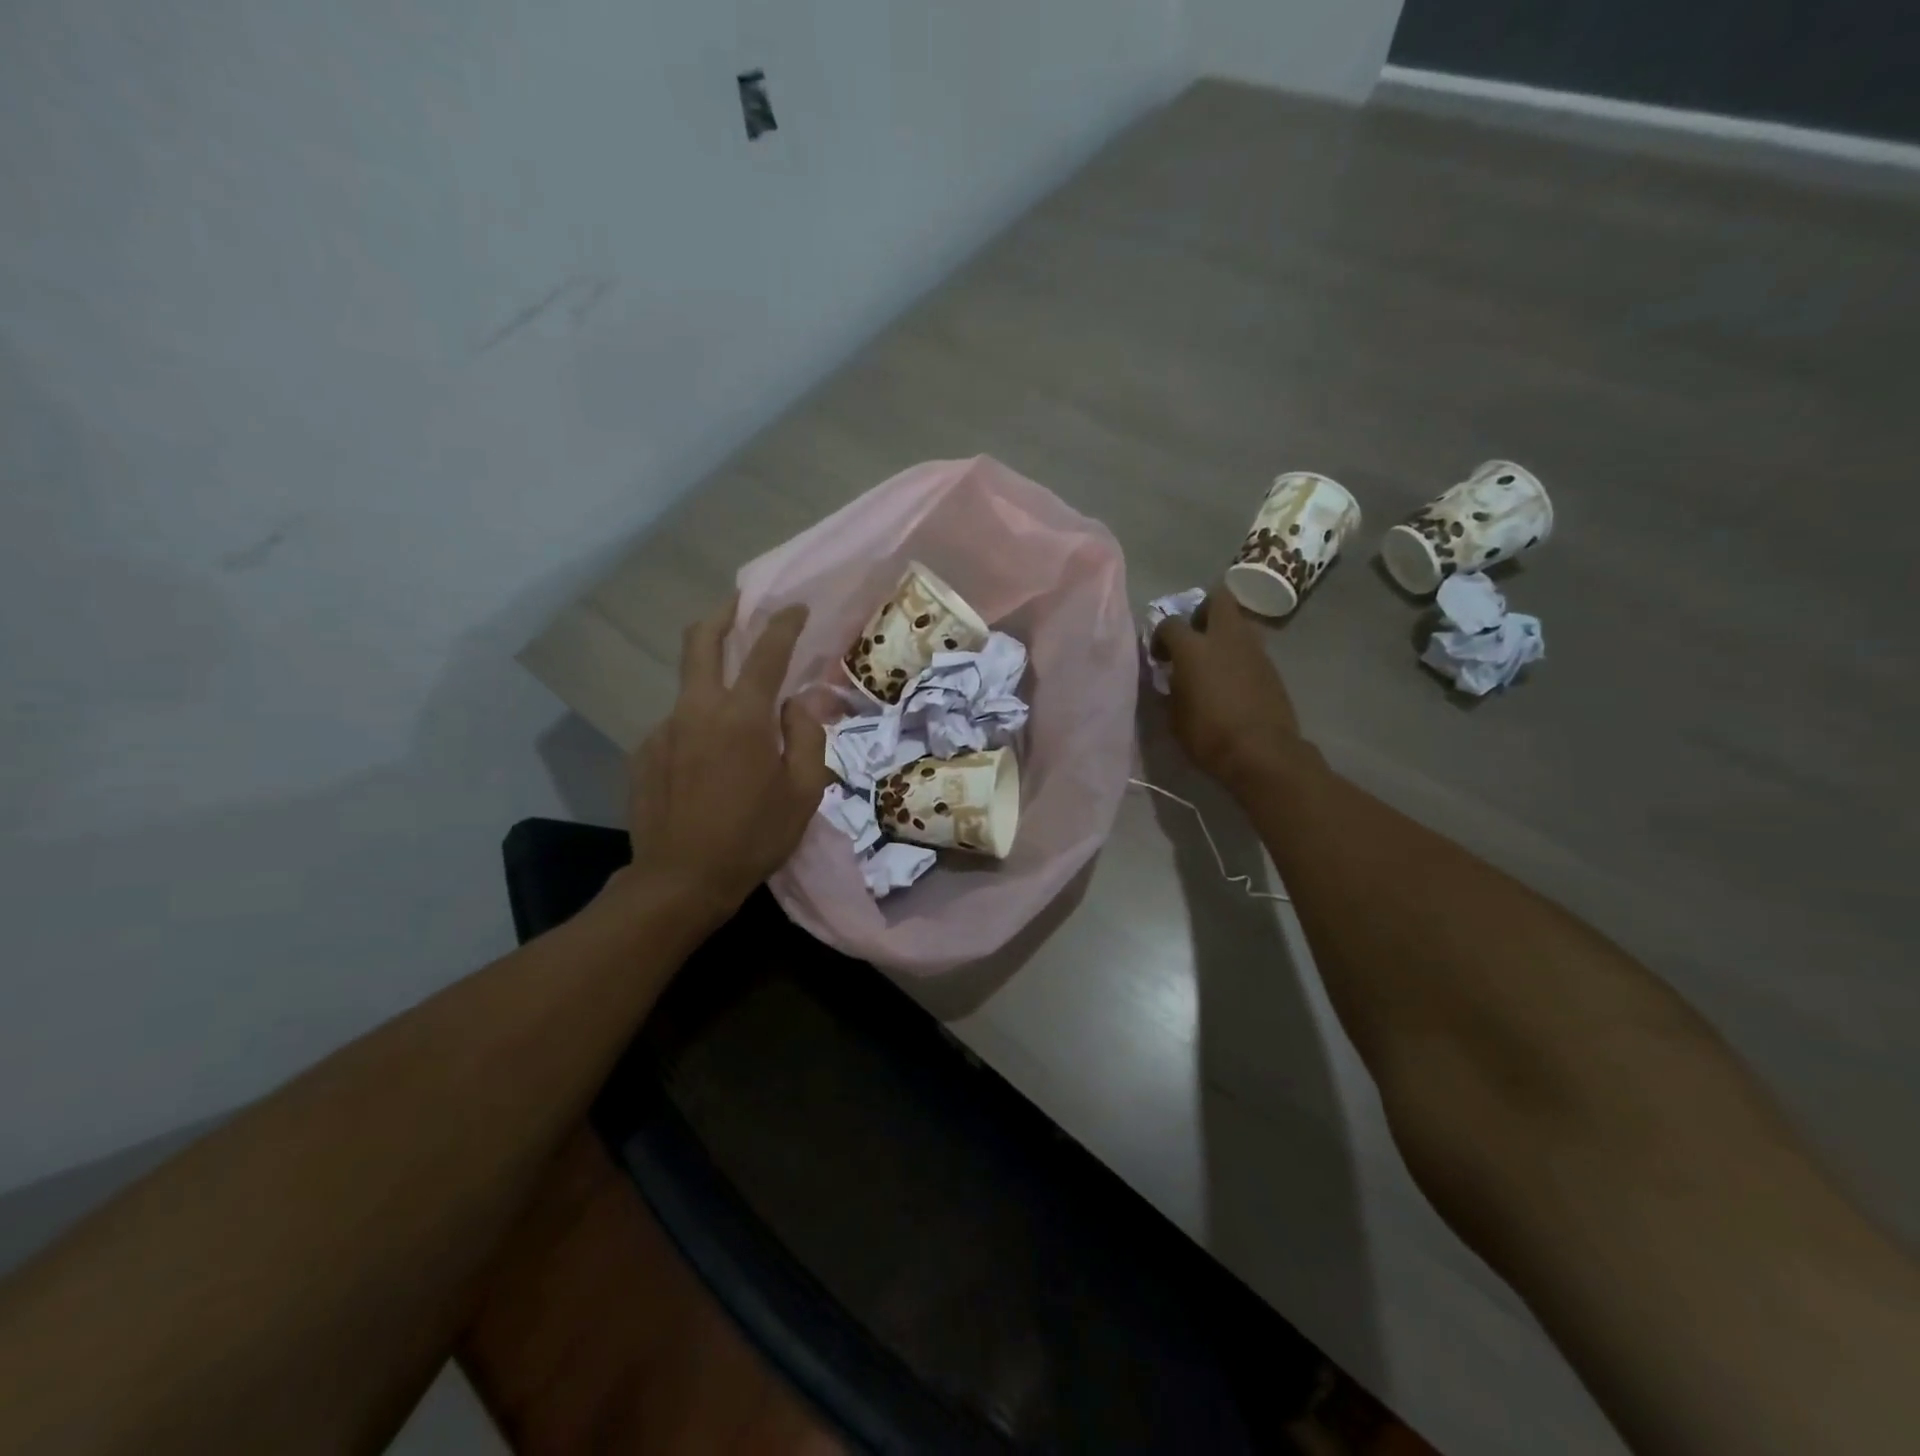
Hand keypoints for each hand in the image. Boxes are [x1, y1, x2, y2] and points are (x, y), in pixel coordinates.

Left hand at [623, 596, 830, 919]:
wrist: (680, 880)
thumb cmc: (754, 837)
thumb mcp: (803, 791)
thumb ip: (806, 735)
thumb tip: (800, 700)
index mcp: (742, 716)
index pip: (765, 652)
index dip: (783, 624)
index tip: (794, 607)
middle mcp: (697, 710)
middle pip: (701, 642)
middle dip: (722, 615)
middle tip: (739, 605)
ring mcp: (663, 729)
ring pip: (690, 688)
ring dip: (713, 683)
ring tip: (735, 722)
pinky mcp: (643, 752)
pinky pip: (678, 726)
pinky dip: (698, 728)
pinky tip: (707, 765)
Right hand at [1151, 586, 1303, 789]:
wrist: (1262, 752)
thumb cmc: (1208, 736)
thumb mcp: (1174, 716)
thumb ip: (1170, 688)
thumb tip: (1170, 677)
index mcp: (1193, 648)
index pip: (1170, 623)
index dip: (1160, 636)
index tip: (1160, 657)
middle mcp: (1225, 638)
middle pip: (1218, 599)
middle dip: (1203, 610)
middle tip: (1194, 635)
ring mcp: (1253, 649)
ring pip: (1239, 621)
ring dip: (1224, 632)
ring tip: (1214, 659)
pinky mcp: (1271, 666)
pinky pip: (1251, 647)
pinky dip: (1239, 655)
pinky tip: (1232, 679)